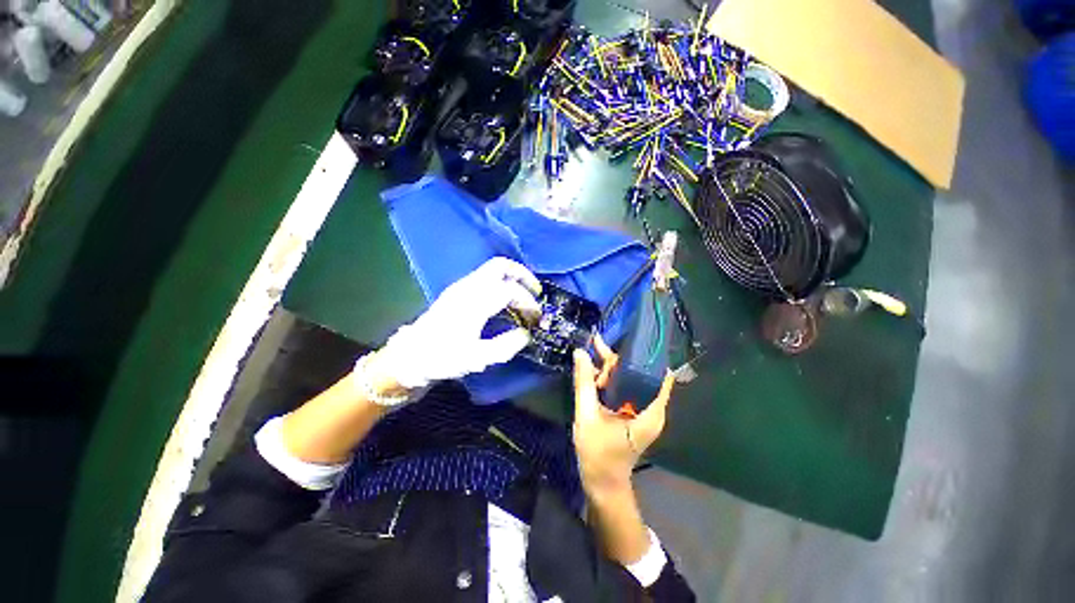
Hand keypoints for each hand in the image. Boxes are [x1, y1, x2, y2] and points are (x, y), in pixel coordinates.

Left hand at [371, 257, 541, 390]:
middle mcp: (469, 287)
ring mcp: (462, 286)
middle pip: (501, 266)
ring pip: (493, 268)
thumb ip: (507, 346)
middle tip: (536, 292)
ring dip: (513, 277)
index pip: (510, 290)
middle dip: (523, 275)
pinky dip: (502, 282)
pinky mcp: (458, 290)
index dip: (528, 302)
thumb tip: (525, 334)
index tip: (536, 317)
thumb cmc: (443, 358)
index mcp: (474, 302)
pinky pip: (486, 276)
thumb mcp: (477, 358)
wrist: (410, 355)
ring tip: (525, 296)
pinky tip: (506, 299)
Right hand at [572, 335, 674, 497]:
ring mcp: (643, 411)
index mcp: (651, 410)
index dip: (643, 353)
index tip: (624, 337)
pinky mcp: (633, 413)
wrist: (602, 485)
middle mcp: (652, 408)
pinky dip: (610, 380)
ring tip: (590, 366)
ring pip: (630, 379)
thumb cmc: (598, 454)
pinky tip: (594, 375)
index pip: (658, 373)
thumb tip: (580, 351)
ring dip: (611, 370)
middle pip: (640, 372)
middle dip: (617, 360)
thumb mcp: (587, 415)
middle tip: (594, 351)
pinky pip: (625, 388)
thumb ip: (584, 383)